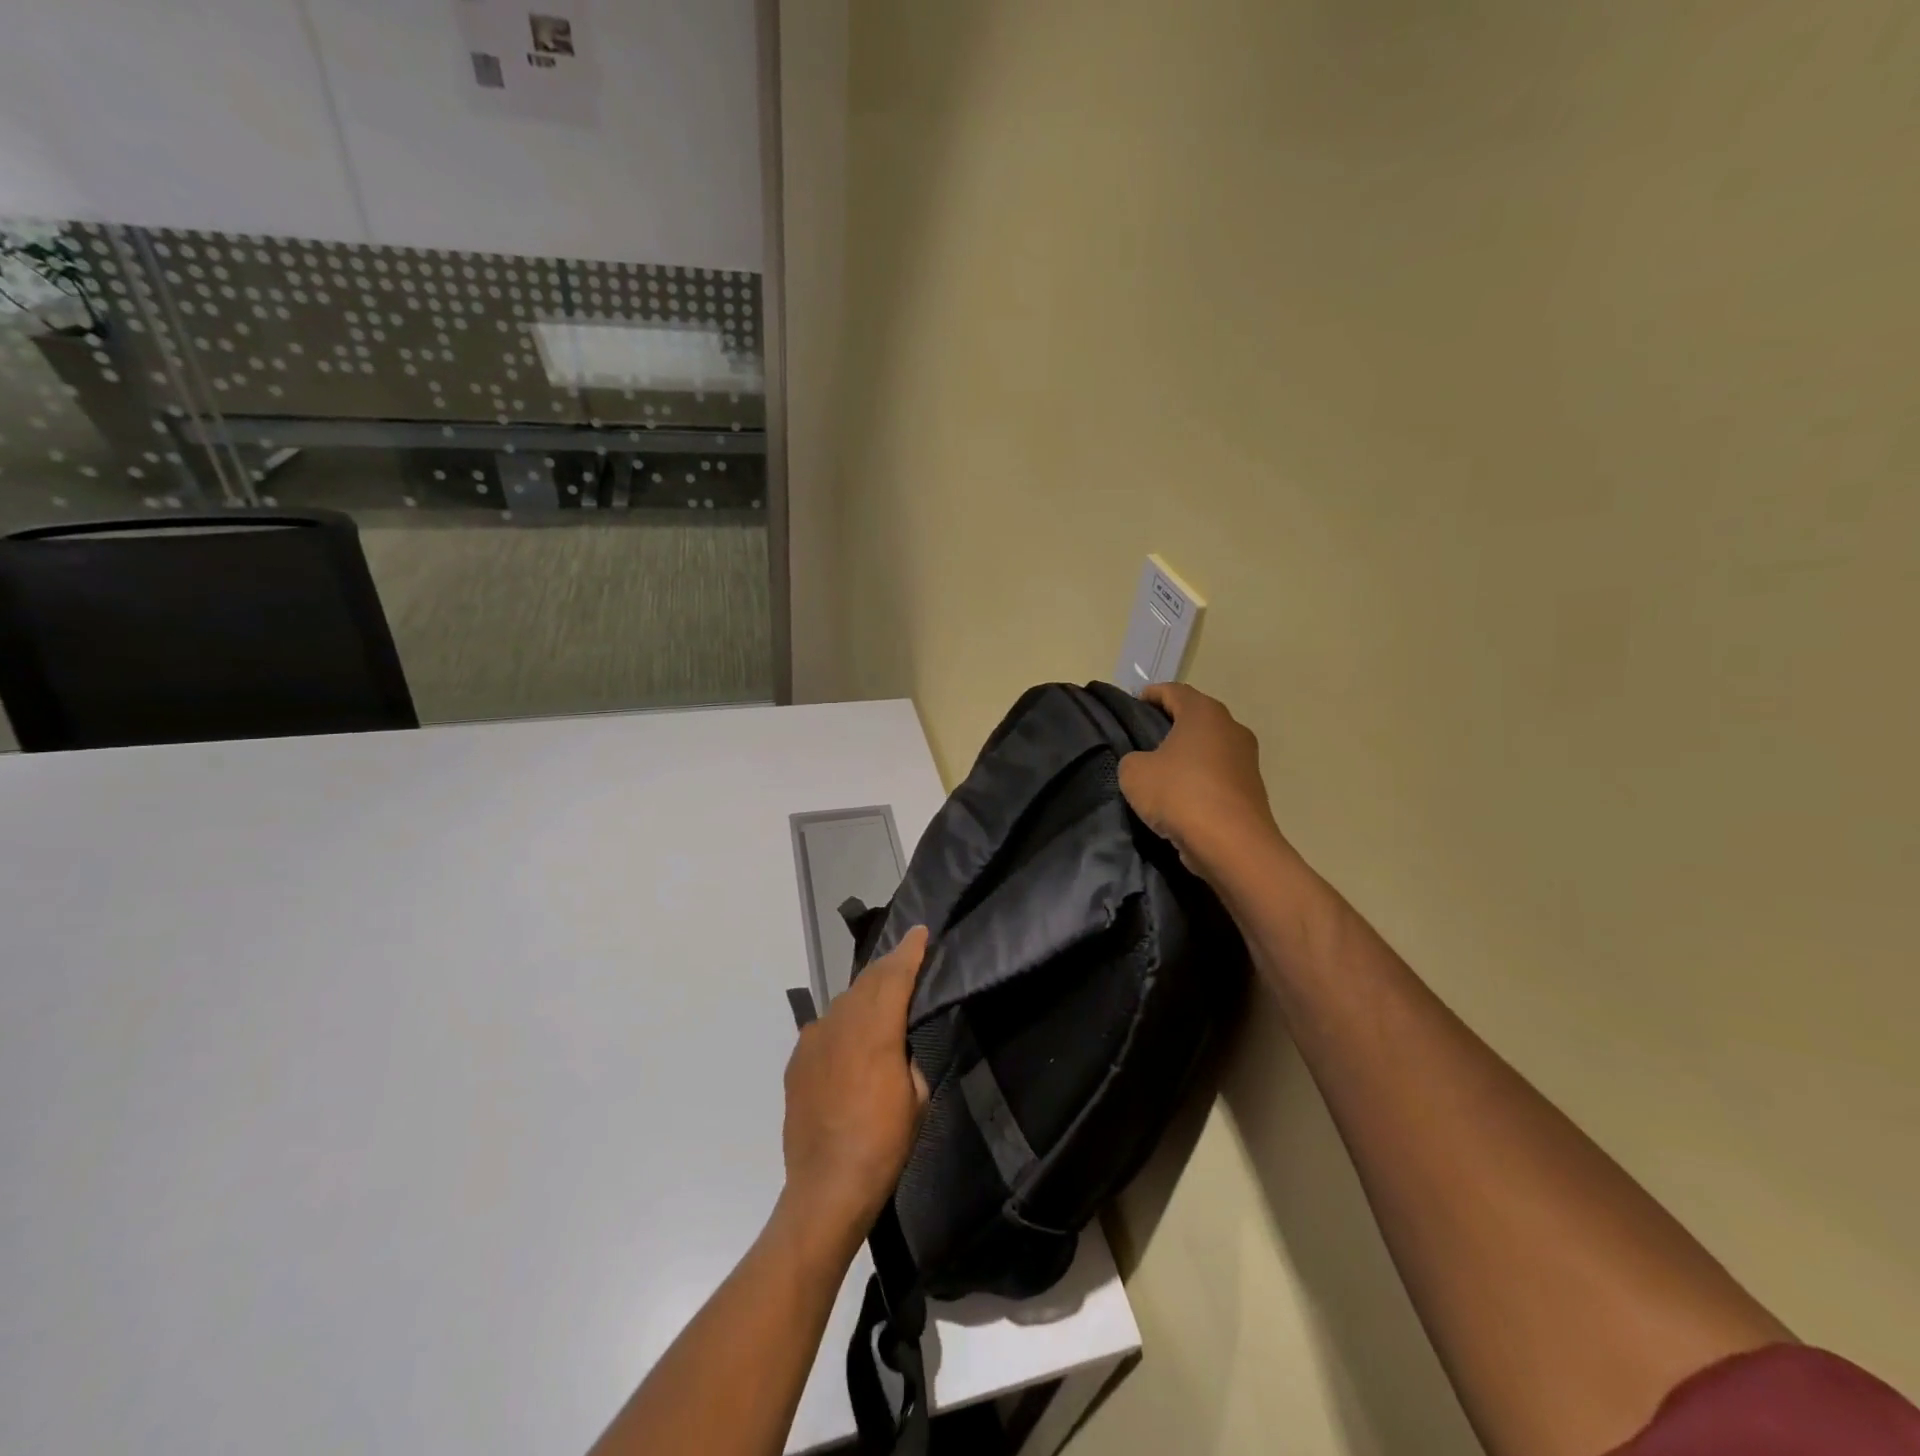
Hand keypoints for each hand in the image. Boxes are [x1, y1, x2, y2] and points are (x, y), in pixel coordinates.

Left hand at [778, 927, 930, 1256]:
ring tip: (881, 1000)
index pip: (895, 975)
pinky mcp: (797, 1060)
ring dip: (865, 995)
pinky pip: (825, 1028)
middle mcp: (841, 1023)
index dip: (910, 951)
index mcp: (875, 1029)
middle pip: (868, 981)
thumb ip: (906, 1057)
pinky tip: (850, 1040)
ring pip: (844, 1002)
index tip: (920, 931)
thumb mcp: (916, 1097)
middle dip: (889, 967)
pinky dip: (843, 1024)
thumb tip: (895, 1045)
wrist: (826, 1186)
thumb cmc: (884, 1143)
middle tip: (907, 958)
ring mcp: (813, 1040)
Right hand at [1119, 683, 1286, 885]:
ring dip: (1188, 753)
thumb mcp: (1134, 773)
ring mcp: (1246, 759)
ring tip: (1160, 769)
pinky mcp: (1251, 789)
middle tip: (1144, 736)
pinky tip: (1181, 795)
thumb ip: (1133, 759)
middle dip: (1172, 723)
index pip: (1174, 691)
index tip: (1135, 702)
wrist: (1232, 844)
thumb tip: (1144, 764)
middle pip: (1196, 717)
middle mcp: (1231, 728)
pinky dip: (1200, 778)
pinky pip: (1218, 774)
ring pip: (1210, 747)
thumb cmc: (1180, 794)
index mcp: (1204, 713)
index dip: (1152, 694)